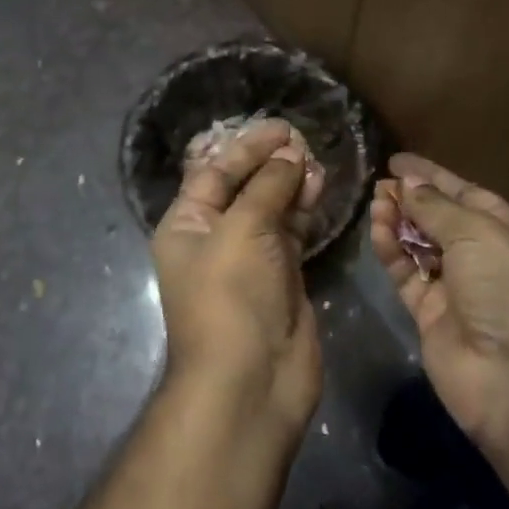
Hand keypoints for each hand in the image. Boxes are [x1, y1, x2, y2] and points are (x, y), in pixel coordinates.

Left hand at [152, 118, 324, 428]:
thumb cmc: (231, 295)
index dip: (247, 147)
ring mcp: (250, 259)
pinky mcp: (282, 277)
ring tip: (316, 162)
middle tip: (303, 141)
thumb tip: (291, 154)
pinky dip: (305, 210)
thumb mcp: (243, 229)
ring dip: (292, 184)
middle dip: (271, 163)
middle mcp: (215, 238)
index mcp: (187, 225)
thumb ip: (268, 186)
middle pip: (244, 187)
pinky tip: (320, 188)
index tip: (281, 127)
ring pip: (271, 208)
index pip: (215, 172)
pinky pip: (292, 233)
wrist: (251, 380)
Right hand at [370, 153, 508, 450]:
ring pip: (420, 247)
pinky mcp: (431, 317)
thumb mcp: (477, 232)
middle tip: (378, 185)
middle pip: (440, 219)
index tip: (396, 161)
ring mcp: (458, 289)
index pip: (465, 193)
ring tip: (374, 204)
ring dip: (398, 224)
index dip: (431, 176)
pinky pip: (407, 276)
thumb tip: (407, 183)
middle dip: (411, 200)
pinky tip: (377, 232)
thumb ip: (436, 206)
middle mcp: (485, 257)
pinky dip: (392, 253)